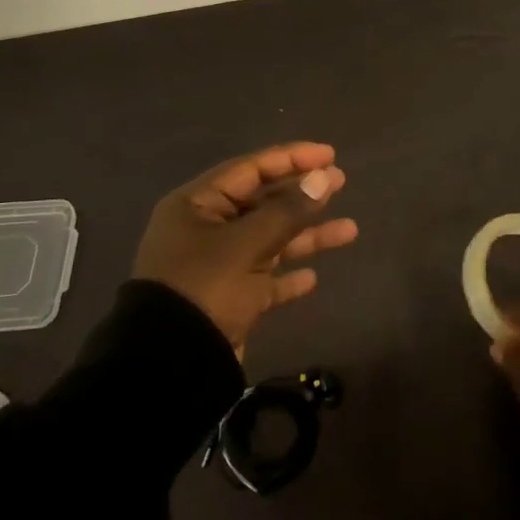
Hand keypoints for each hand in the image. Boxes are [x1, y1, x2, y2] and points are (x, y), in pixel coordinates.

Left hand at [132, 142, 358, 352]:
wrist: (170, 365)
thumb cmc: (204, 287)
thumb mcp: (247, 244)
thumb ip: (288, 211)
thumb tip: (323, 178)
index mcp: (197, 204)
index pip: (251, 169)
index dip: (292, 158)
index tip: (329, 155)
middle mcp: (206, 229)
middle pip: (262, 202)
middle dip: (303, 194)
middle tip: (341, 183)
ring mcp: (217, 266)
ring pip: (270, 241)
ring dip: (307, 236)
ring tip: (350, 231)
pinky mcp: (228, 300)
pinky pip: (264, 280)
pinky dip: (287, 277)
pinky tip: (312, 279)